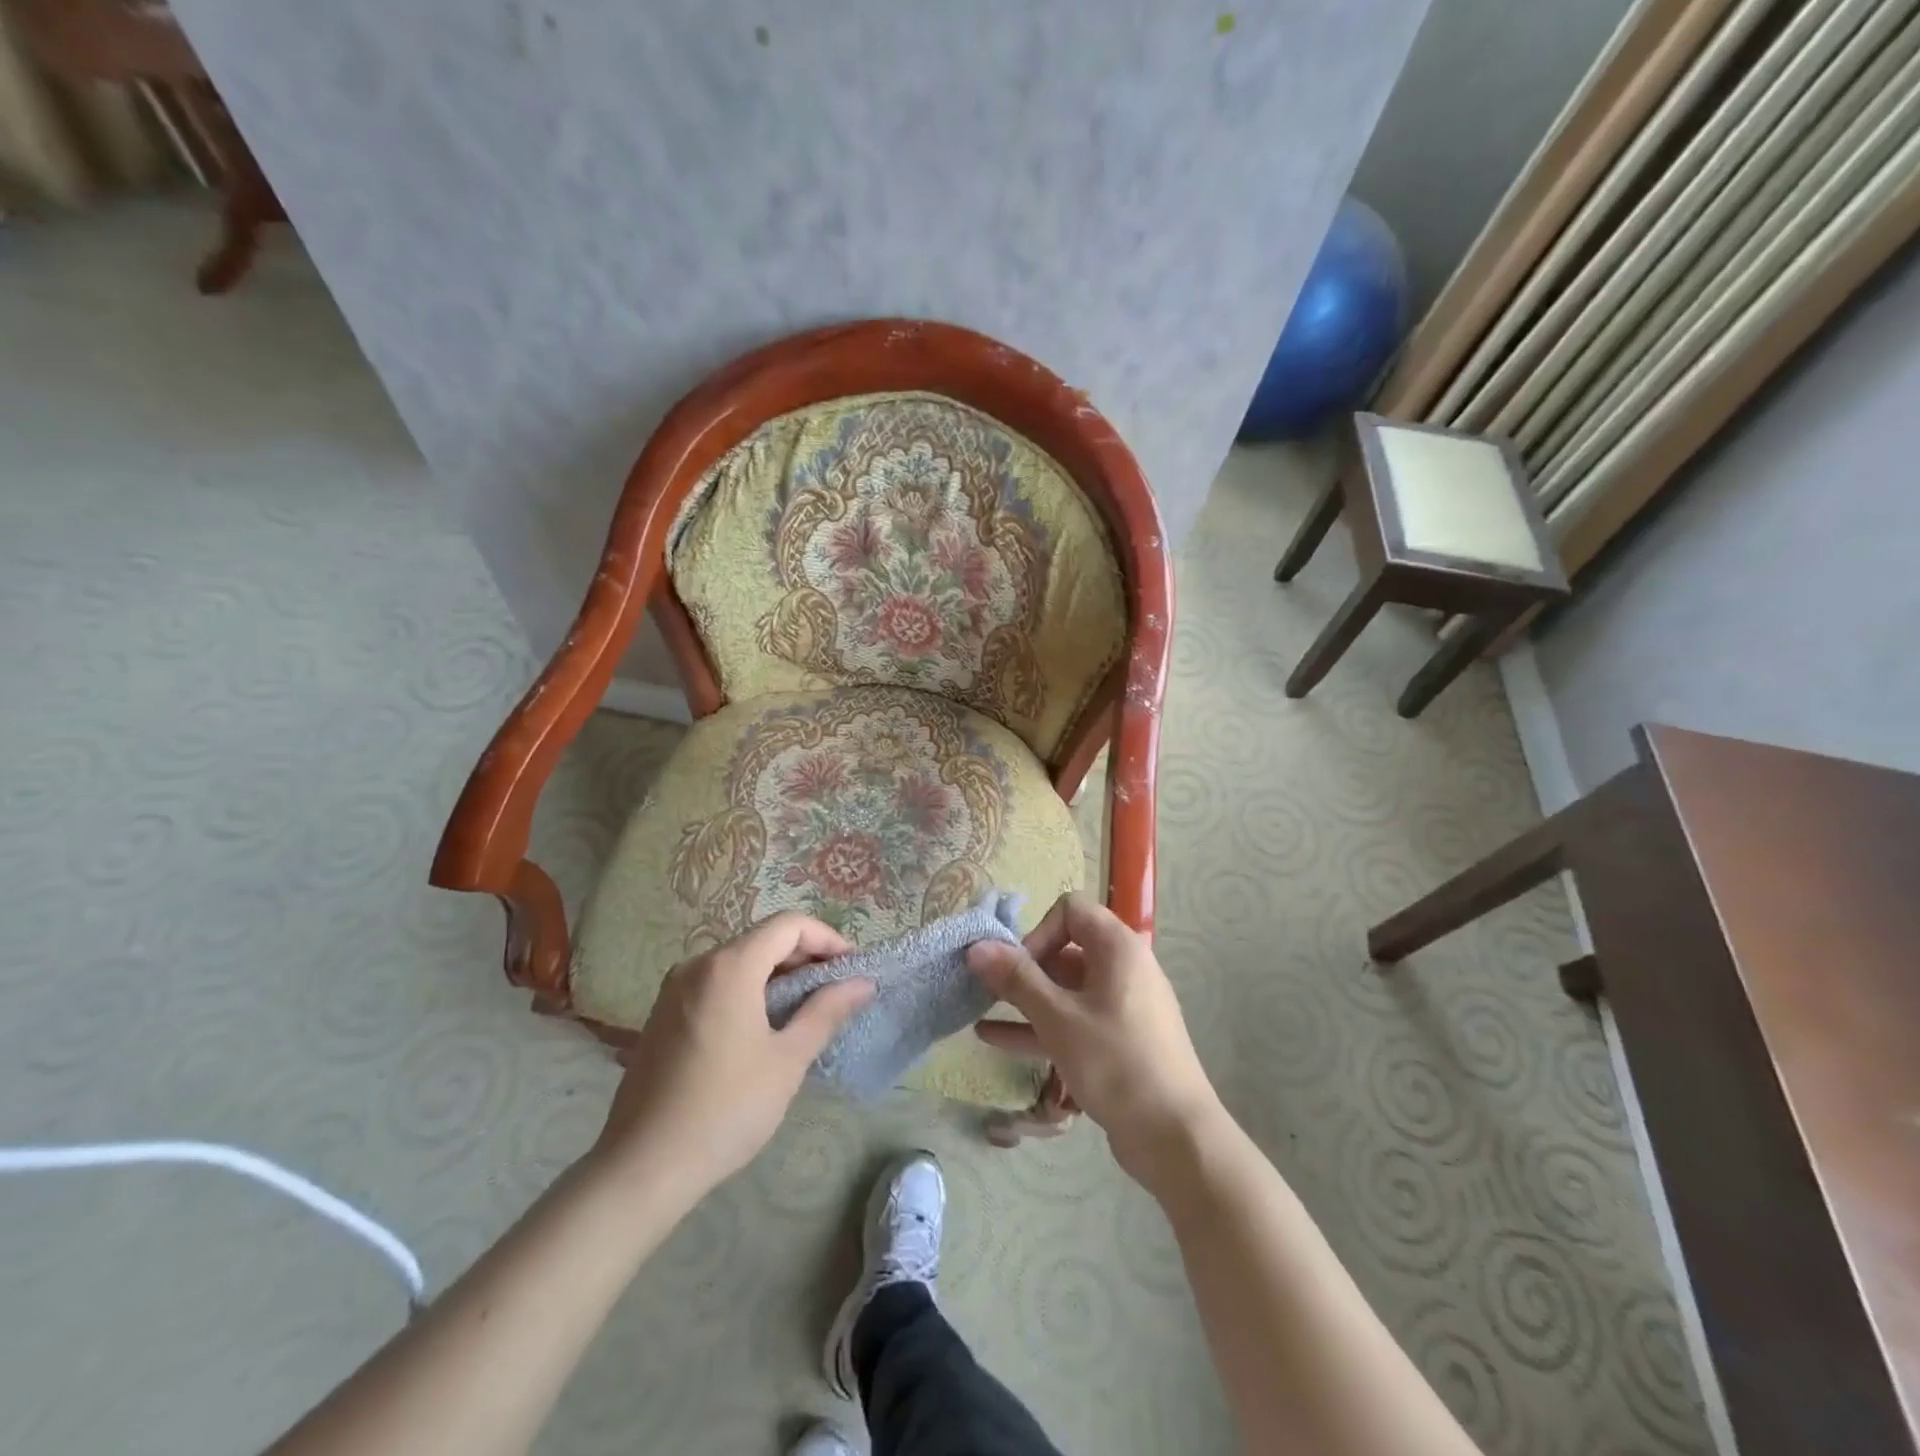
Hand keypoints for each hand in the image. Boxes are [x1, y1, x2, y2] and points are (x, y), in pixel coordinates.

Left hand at [590, 913, 873, 1196]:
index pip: (788, 925)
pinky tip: (763, 1027)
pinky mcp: (662, 1014)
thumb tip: (862, 982)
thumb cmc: (726, 1109)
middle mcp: (697, 965)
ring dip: (777, 975)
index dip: (827, 938)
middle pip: (762, 939)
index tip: (852, 968)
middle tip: (836, 990)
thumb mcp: (787, 1060)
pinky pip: (716, 984)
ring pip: (738, 962)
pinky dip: (748, 990)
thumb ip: (826, 1011)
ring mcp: (674, 989)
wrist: (642, 1168)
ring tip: (806, 1010)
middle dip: (805, 957)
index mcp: (729, 967)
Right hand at [967, 893, 1223, 1190]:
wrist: (1176, 1137)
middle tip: (987, 990)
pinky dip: (1041, 1025)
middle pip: (1065, 949)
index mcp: (1117, 948)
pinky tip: (995, 1040)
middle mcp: (1123, 967)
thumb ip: (1016, 979)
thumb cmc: (1116, 1063)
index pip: (1070, 910)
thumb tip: (977, 946)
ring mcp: (1122, 1005)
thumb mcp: (1059, 1019)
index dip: (1038, 932)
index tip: (1018, 968)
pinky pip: (1074, 1020)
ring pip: (1066, 989)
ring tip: (979, 1011)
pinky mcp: (1118, 1039)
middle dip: (1024, 968)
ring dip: (1025, 999)